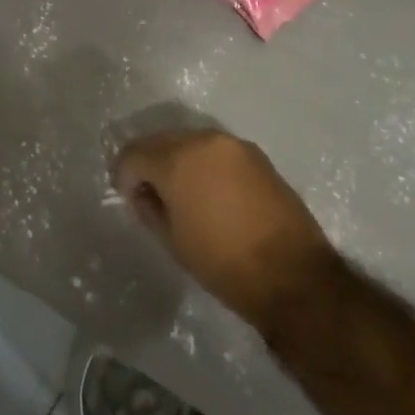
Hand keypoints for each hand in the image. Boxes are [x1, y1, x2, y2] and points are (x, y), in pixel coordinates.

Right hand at [112, 128, 330, 332]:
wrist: (292, 274)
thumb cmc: (222, 262)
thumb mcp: (171, 240)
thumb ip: (148, 207)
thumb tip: (143, 192)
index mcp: (177, 160)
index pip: (133, 154)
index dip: (123, 175)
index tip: (127, 196)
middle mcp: (204, 141)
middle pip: (161, 140)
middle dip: (149, 162)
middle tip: (148, 192)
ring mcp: (235, 145)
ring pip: (190, 142)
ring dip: (176, 160)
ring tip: (179, 192)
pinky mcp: (257, 156)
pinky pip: (216, 151)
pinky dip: (203, 164)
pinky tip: (207, 191)